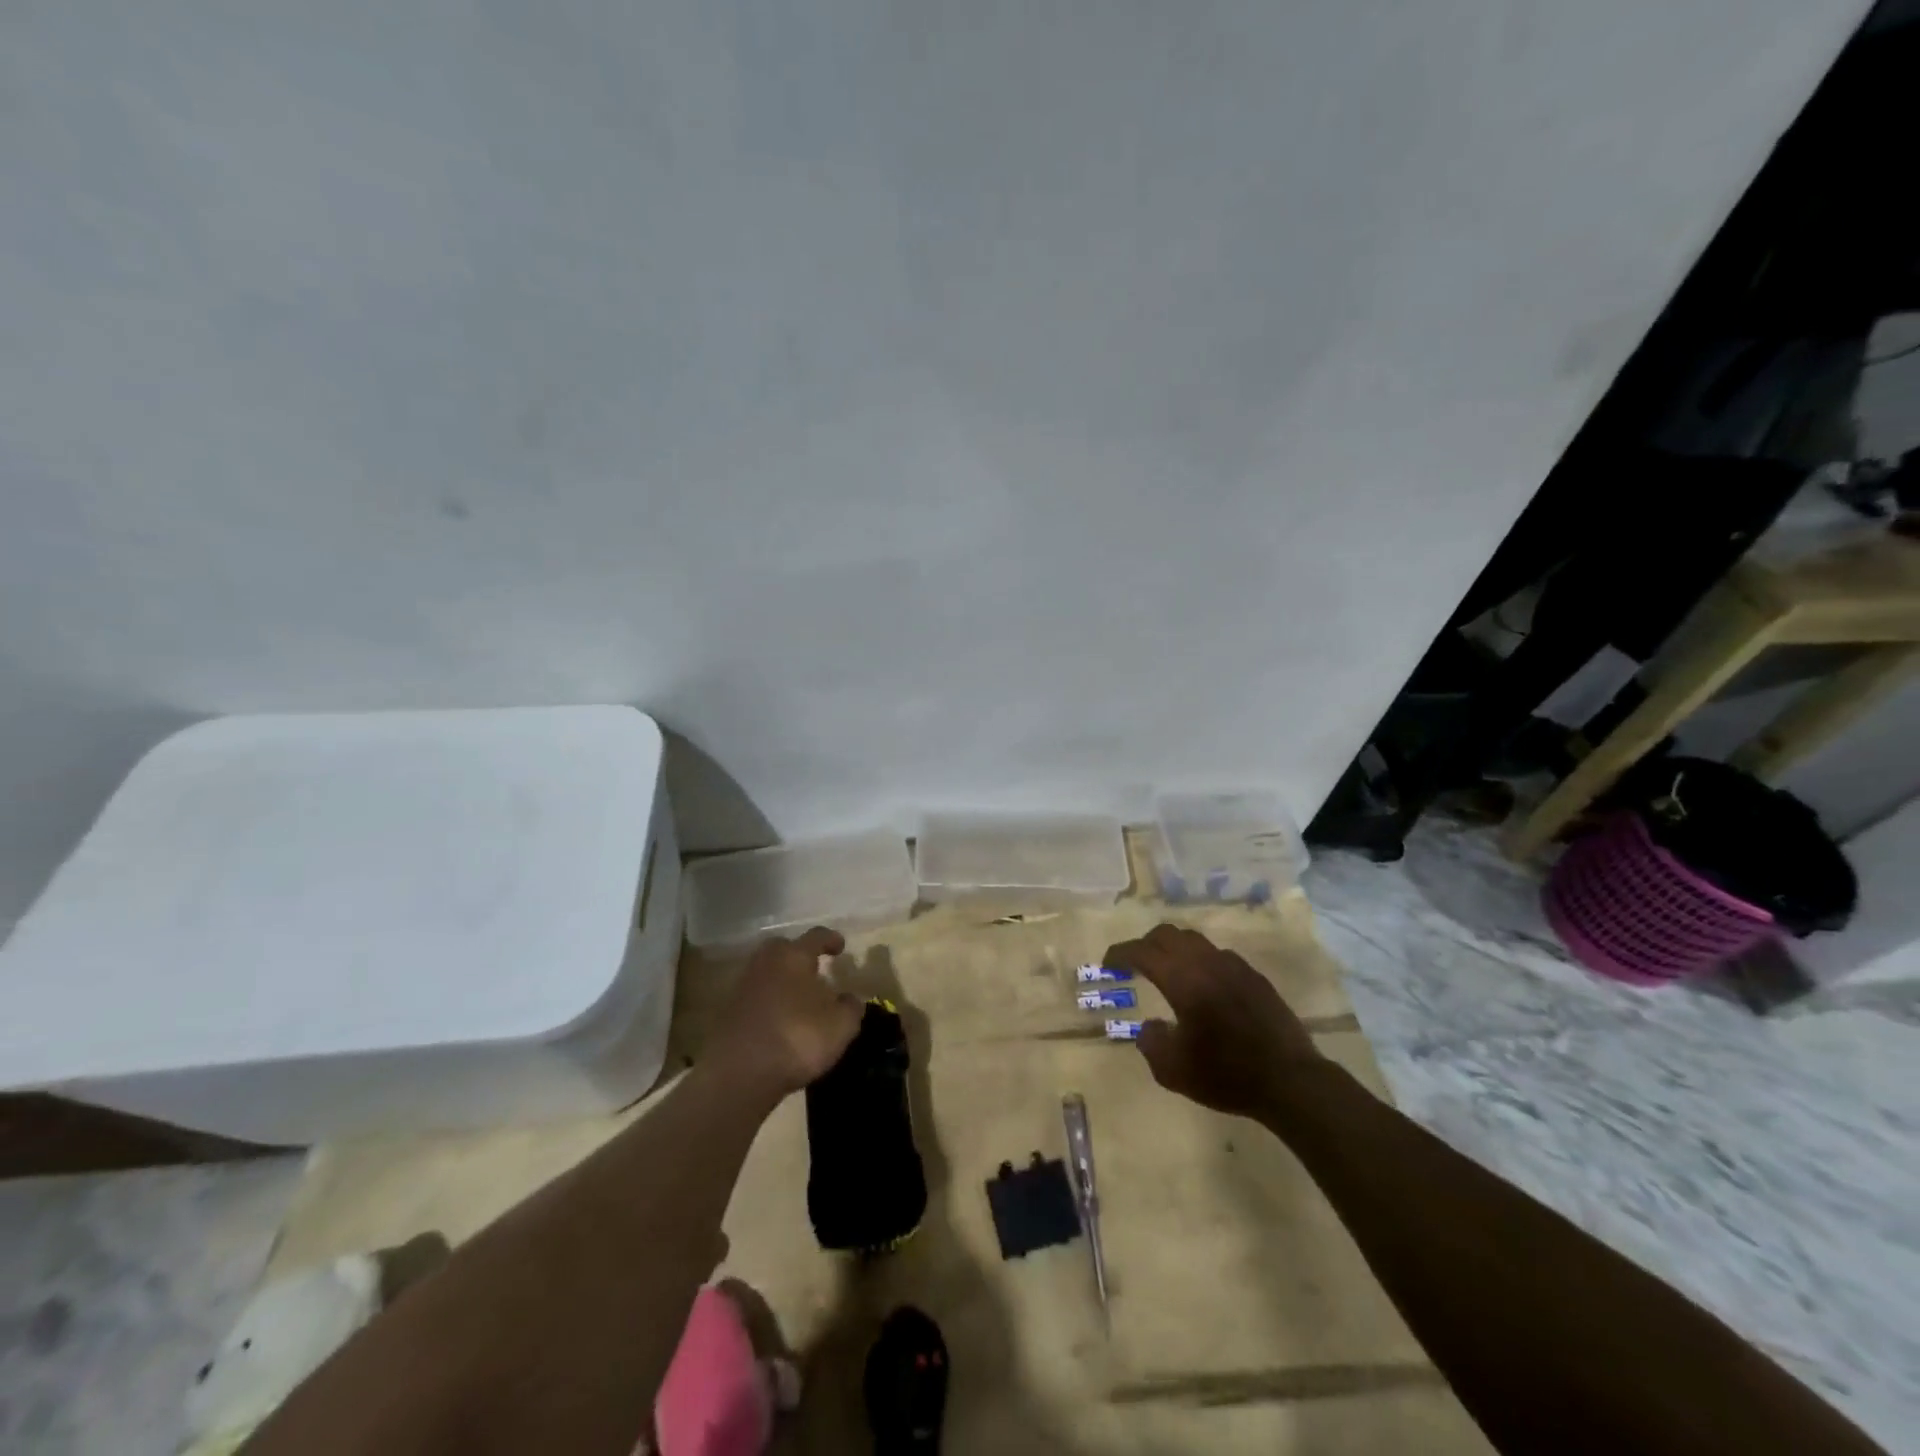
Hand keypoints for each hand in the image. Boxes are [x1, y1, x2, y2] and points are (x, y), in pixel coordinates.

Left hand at [710, 928, 862, 1098]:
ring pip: (768, 973)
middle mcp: (766, 963)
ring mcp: (743, 986)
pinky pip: (756, 997)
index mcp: (794, 956)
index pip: (816, 937)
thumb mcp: (840, 1026)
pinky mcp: (728, 1012)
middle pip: (784, 949)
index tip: (840, 946)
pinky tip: (781, 1020)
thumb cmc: (797, 1038)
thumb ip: (850, 1008)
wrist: (739, 1073)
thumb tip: (849, 999)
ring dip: (783, 981)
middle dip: (799, 956)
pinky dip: (769, 1002)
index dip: (831, 940)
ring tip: (800, 999)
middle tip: (814, 970)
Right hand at [1104, 924, 1326, 1119]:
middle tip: (1134, 964)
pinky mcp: (1255, 977)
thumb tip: (1150, 1026)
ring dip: (1173, 949)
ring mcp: (1234, 966)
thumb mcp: (1173, 1070)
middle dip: (1145, 944)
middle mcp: (1206, 963)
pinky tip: (1203, 987)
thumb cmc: (1227, 1075)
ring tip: (1167, 972)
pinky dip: (1200, 961)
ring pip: (1195, 940)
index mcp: (1182, 980)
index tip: (1107, 964)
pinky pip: (1218, 956)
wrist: (1291, 1082)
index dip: (1120, 953)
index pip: (1142, 951)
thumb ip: (1151, 1042)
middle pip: (1167, 934)